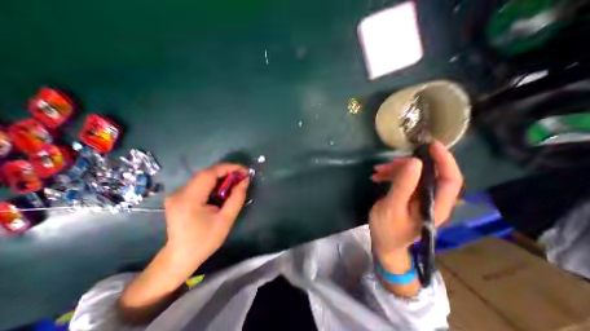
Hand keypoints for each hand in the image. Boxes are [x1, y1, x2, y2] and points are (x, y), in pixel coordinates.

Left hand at [162, 163, 250, 268]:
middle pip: (206, 173)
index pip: (209, 173)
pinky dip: (214, 183)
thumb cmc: (205, 241)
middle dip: (226, 172)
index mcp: (189, 199)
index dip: (228, 168)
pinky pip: (199, 183)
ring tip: (235, 183)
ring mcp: (177, 194)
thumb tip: (245, 180)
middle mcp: (179, 193)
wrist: (180, 257)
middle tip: (242, 176)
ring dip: (221, 177)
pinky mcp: (179, 196)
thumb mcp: (226, 219)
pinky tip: (222, 190)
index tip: (244, 170)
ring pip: (203, 177)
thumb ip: (237, 197)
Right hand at [370, 141, 462, 264]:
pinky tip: (377, 177)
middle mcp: (432, 200)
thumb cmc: (388, 229)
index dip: (445, 160)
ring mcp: (419, 198)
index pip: (450, 179)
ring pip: (413, 176)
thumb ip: (404, 186)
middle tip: (388, 163)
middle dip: (407, 165)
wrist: (383, 244)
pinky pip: (403, 180)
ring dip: (395, 170)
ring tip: (377, 171)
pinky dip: (391, 175)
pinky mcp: (409, 197)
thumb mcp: (392, 207)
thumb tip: (414, 162)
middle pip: (428, 174)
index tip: (432, 145)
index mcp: (436, 205)